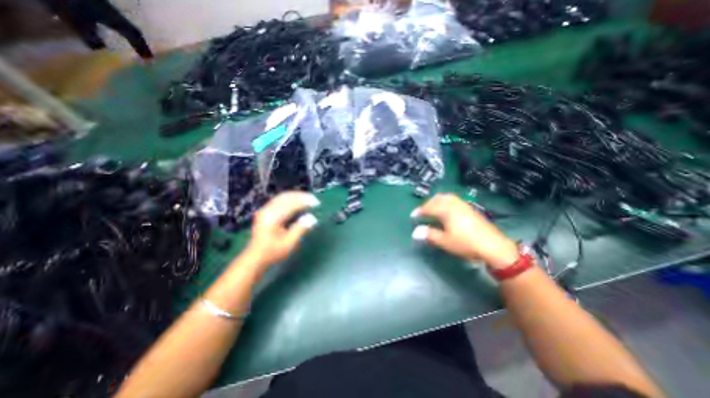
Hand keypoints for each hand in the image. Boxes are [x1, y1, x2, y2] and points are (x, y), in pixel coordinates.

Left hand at [245, 191, 319, 269]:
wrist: (256, 257)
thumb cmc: (273, 252)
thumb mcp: (289, 243)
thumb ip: (300, 229)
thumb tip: (312, 218)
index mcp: (272, 218)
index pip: (291, 204)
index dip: (304, 202)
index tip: (316, 203)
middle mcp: (267, 211)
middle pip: (285, 197)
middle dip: (301, 196)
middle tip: (313, 199)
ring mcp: (264, 210)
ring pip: (282, 197)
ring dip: (296, 196)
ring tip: (307, 198)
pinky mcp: (265, 212)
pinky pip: (278, 200)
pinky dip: (289, 199)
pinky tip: (297, 201)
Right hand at [408, 193, 519, 268]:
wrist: (494, 246)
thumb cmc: (466, 244)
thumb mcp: (445, 241)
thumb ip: (429, 235)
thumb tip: (415, 232)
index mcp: (447, 211)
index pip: (429, 207)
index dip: (420, 211)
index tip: (413, 216)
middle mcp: (455, 204)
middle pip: (438, 199)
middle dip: (428, 203)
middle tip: (422, 211)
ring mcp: (464, 205)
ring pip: (447, 197)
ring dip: (437, 201)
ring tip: (433, 208)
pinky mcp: (470, 209)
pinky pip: (454, 200)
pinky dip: (446, 202)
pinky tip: (447, 210)